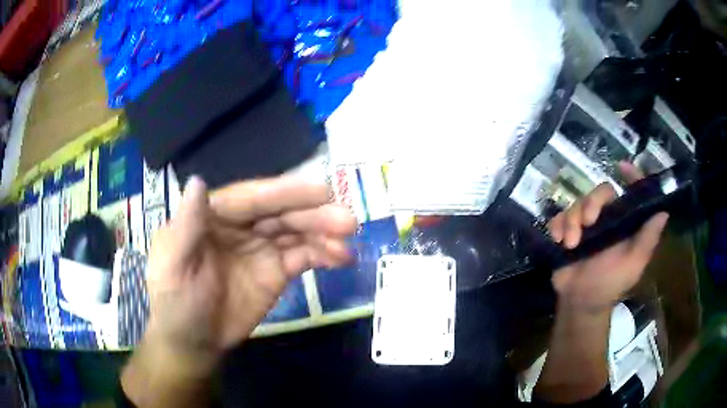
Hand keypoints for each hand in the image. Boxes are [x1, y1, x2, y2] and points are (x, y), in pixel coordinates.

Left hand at [141, 175, 356, 376]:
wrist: (193, 342)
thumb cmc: (175, 302)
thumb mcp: (172, 265)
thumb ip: (186, 226)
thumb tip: (196, 181)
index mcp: (213, 216)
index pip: (251, 198)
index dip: (285, 192)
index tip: (322, 190)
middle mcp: (241, 226)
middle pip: (280, 213)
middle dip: (313, 214)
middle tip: (347, 220)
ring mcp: (260, 248)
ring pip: (296, 232)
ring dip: (324, 234)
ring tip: (349, 242)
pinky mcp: (276, 271)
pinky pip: (303, 257)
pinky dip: (323, 255)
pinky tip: (342, 258)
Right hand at [547, 162, 668, 313]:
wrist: (580, 302)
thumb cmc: (610, 284)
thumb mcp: (633, 264)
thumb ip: (647, 239)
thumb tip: (663, 211)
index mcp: (625, 223)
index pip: (631, 193)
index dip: (631, 177)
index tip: (621, 167)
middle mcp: (607, 219)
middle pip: (600, 192)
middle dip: (591, 203)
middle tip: (587, 223)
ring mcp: (586, 225)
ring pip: (578, 203)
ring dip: (572, 220)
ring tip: (571, 243)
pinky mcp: (568, 232)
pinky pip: (560, 217)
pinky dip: (557, 226)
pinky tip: (559, 241)